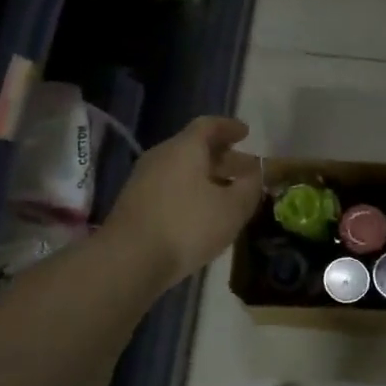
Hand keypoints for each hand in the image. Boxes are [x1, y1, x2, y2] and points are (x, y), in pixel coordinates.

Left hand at [106, 116, 262, 289]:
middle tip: (246, 170)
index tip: (246, 133)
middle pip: (195, 147)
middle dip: (224, 157)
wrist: (129, 260)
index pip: (209, 125)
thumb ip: (250, 186)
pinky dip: (191, 191)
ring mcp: (144, 179)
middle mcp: (161, 156)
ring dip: (208, 177)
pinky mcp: (135, 203)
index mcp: (185, 148)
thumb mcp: (232, 208)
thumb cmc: (187, 226)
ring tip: (228, 194)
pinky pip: (171, 186)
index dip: (230, 127)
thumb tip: (257, 173)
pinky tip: (203, 212)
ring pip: (183, 169)